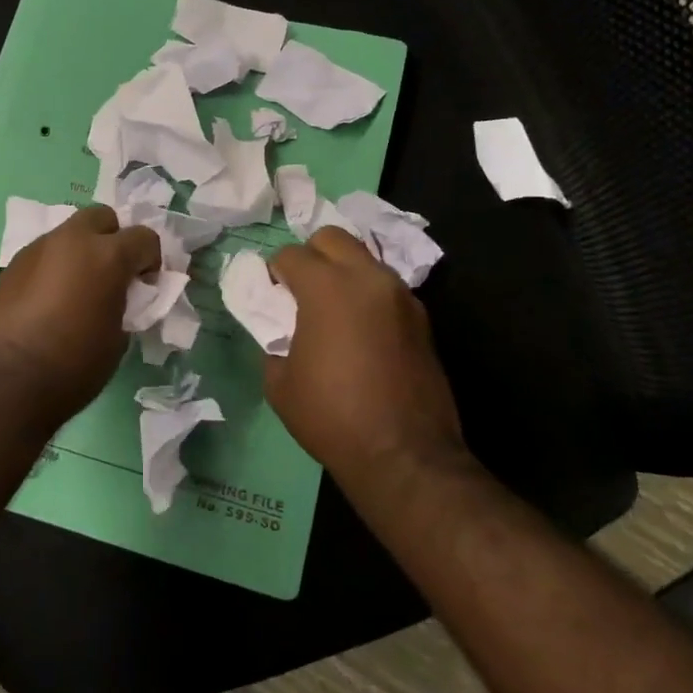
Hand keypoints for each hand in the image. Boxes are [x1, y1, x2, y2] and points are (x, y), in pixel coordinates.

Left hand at [0, 206, 160, 426]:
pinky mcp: (8, 269)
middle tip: (112, 275)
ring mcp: (34, 251)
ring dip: (79, 254)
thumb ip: (122, 307)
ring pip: (67, 235)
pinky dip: (52, 271)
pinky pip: (41, 258)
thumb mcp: (115, 341)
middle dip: (112, 239)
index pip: (144, 237)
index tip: (144, 286)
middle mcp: (70, 242)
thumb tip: (113, 301)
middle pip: (101, 217)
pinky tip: (47, 306)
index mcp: (106, 255)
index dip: (150, 261)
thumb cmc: (70, 366)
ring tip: (77, 293)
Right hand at [264, 227, 465, 475]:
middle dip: (311, 254)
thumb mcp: (280, 382)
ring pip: (365, 259)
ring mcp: (401, 296)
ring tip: (332, 310)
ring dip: (343, 273)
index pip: (291, 255)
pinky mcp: (422, 319)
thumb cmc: (331, 416)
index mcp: (327, 288)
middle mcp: (368, 279)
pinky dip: (368, 296)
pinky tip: (360, 330)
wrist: (403, 454)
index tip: (270, 294)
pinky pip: (386, 289)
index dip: (275, 272)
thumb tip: (280, 330)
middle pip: (333, 238)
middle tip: (300, 289)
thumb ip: (274, 341)